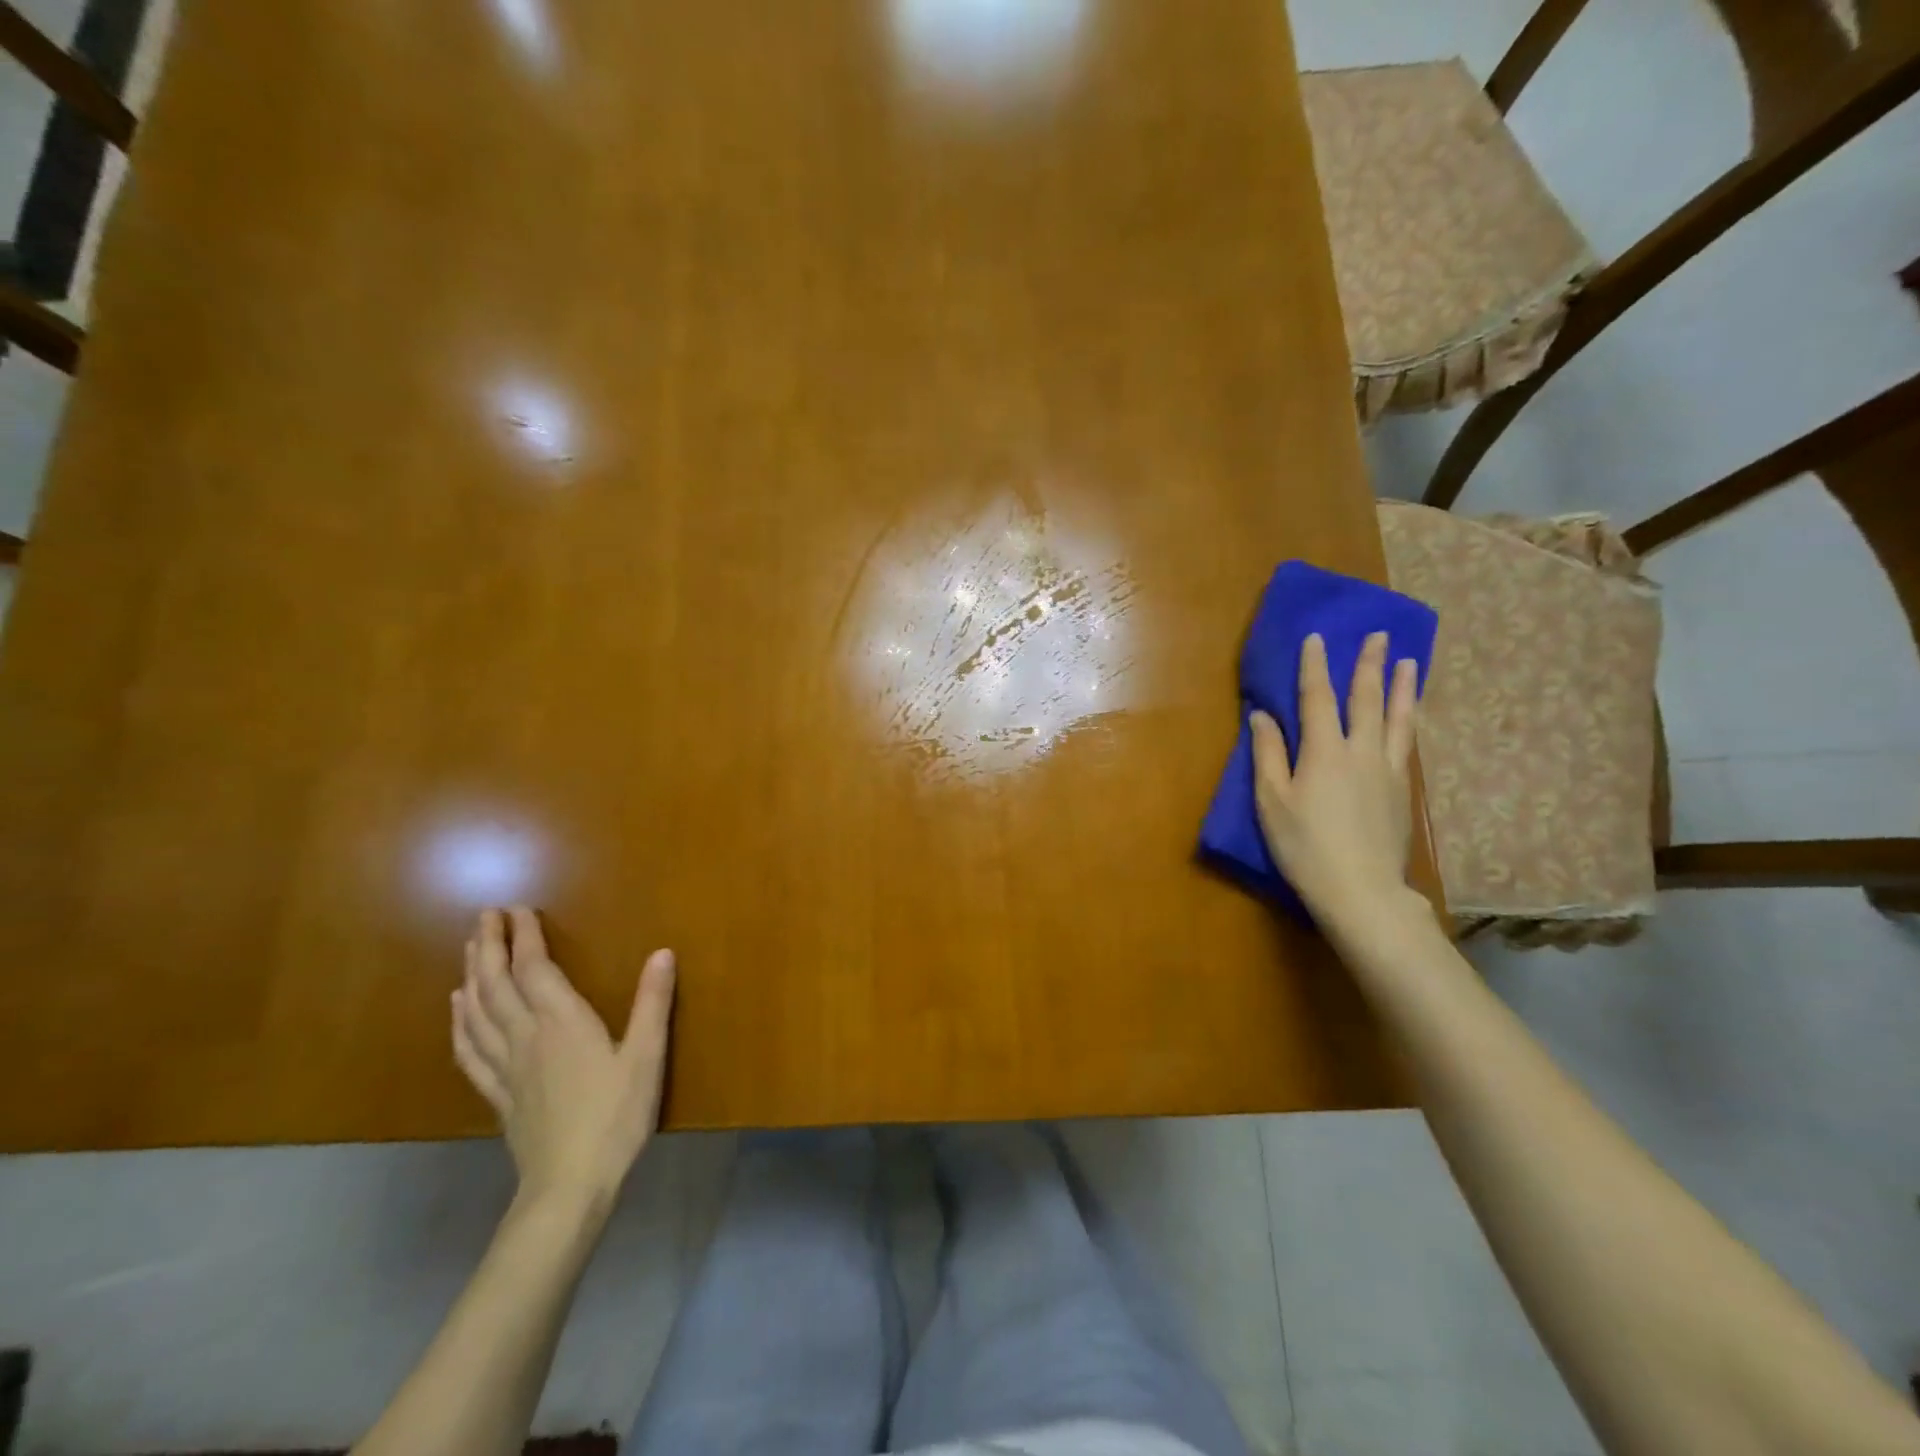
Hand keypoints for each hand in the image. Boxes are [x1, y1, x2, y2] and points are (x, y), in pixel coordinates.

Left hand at [451, 906, 675, 1212]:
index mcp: (562, 1023)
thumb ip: (652, 1002)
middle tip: (484, 916)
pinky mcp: (499, 1094)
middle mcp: (526, 1036)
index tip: (517, 908)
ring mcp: (506, 1067)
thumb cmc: (615, 1116)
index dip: (524, 936)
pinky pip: (470, 1050)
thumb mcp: (646, 1057)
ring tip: (470, 949)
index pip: (534, 969)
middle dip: (489, 946)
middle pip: (497, 984)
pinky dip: (460, 1022)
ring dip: (472, 975)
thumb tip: (663, 952)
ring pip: (478, 1012)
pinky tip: (457, 1009)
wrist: (569, 1186)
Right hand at [1249, 632, 1423, 937]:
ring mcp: (1388, 771)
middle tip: (1377, 634)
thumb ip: (1268, 755)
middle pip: (1366, 699)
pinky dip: (1409, 721)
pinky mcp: (1403, 792)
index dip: (1315, 665)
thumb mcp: (1272, 801)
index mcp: (1324, 751)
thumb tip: (1262, 716)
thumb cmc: (1304, 846)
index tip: (1316, 637)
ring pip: (1398, 719)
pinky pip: (1408, 744)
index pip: (1318, 697)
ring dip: (1401, 687)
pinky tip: (1411, 717)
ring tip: (1408, 661)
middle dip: (1368, 664)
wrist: (1361, 890)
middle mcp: (1361, 751)